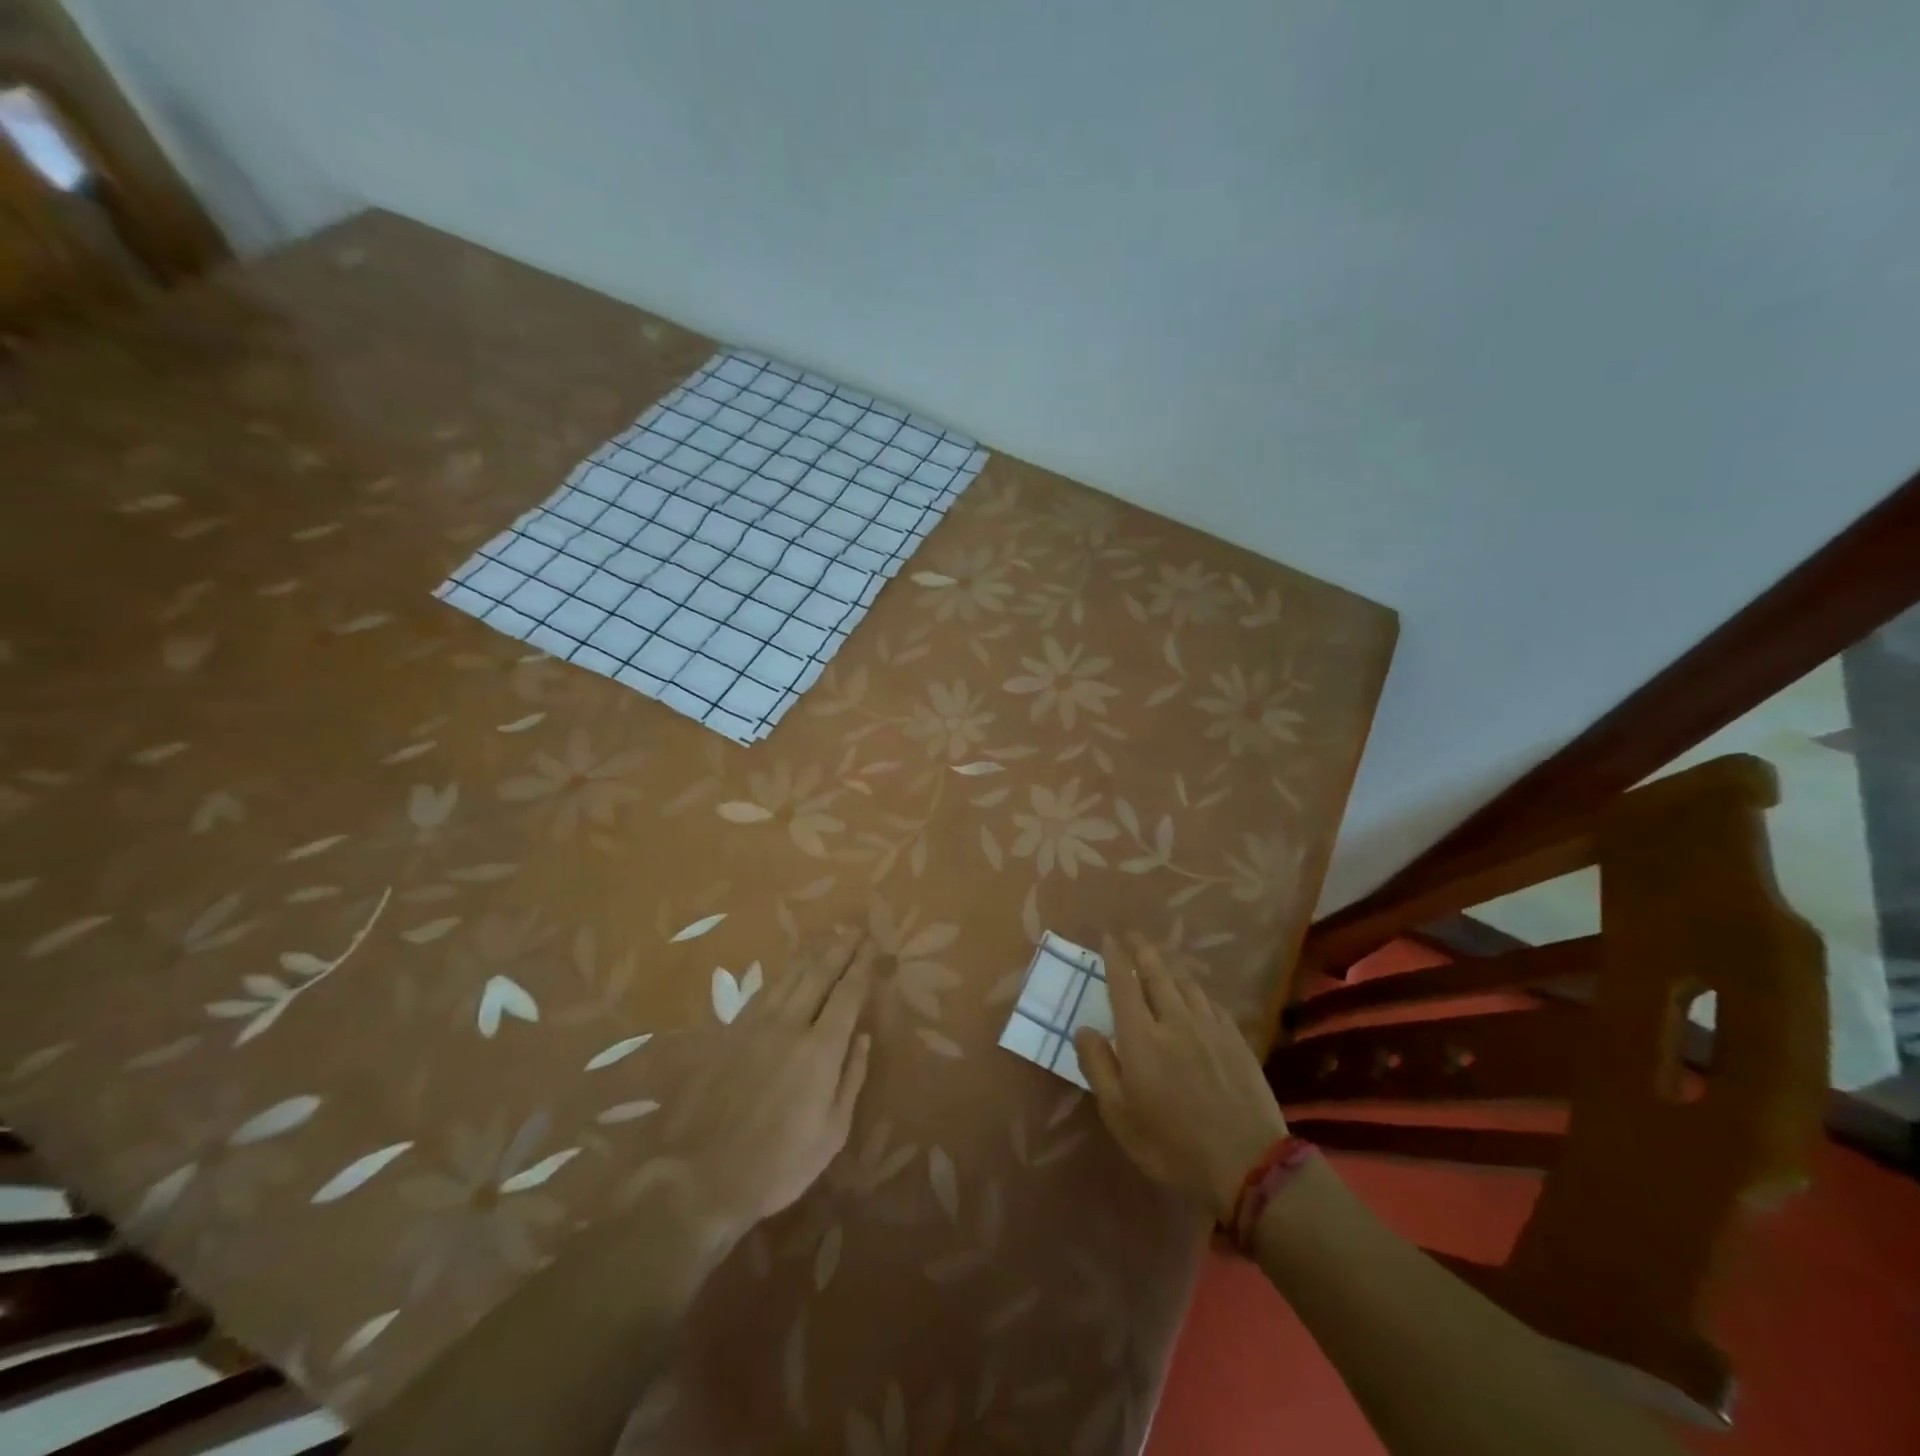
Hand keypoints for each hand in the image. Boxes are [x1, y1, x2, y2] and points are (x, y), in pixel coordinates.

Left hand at [655, 938, 875, 1245]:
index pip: (847, 994)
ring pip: (789, 976)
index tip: (874, 945)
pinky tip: (789, 968)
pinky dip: (782, 972)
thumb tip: (862, 1037)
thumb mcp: (831, 1133)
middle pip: (818, 974)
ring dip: (811, 953)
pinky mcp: (729, 1033)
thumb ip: (850, 1078)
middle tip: (856, 930)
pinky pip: (763, 991)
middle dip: (840, 949)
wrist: (700, 1176)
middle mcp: (789, 1025)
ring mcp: (755, 1026)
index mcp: (820, 1050)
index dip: (862, 966)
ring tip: (828, 937)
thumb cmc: (777, 1164)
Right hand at [1073, 935, 1287, 1220]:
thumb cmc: (1171, 1146)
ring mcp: (1209, 1028)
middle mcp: (1174, 1021)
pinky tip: (1197, 995)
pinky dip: (1197, 991)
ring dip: (1170, 966)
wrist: (1247, 1164)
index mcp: (1141, 1038)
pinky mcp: (1235, 1040)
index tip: (1108, 939)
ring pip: (1186, 984)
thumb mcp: (1120, 1116)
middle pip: (1157, 974)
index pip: (1124, 985)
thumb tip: (1084, 1029)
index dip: (1115, 958)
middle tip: (1133, 935)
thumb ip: (1098, 1067)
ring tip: (1162, 960)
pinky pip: (1211, 1002)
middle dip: (1142, 950)